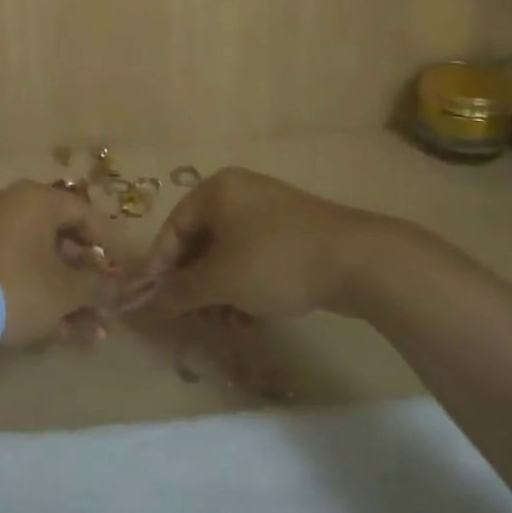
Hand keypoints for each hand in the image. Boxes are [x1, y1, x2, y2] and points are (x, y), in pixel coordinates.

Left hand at [0, 181, 119, 344]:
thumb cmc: (18, 285)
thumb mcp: (66, 291)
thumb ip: (97, 287)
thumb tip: (117, 287)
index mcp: (37, 199)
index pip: (83, 213)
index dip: (105, 245)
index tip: (116, 275)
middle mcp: (10, 204)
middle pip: (58, 239)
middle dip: (83, 279)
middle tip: (100, 309)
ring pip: (35, 260)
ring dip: (62, 294)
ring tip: (83, 332)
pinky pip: (11, 268)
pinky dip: (32, 292)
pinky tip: (50, 328)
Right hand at [146, 167, 422, 318]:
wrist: (356, 260)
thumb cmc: (274, 260)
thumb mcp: (220, 280)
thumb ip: (182, 290)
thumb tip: (155, 301)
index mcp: (215, 190)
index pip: (174, 228)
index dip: (161, 266)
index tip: (155, 300)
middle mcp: (239, 192)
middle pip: (201, 240)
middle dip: (194, 282)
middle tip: (191, 315)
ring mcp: (269, 210)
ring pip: (229, 252)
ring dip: (220, 288)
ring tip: (223, 322)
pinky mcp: (294, 231)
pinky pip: (256, 256)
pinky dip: (246, 283)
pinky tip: (250, 315)